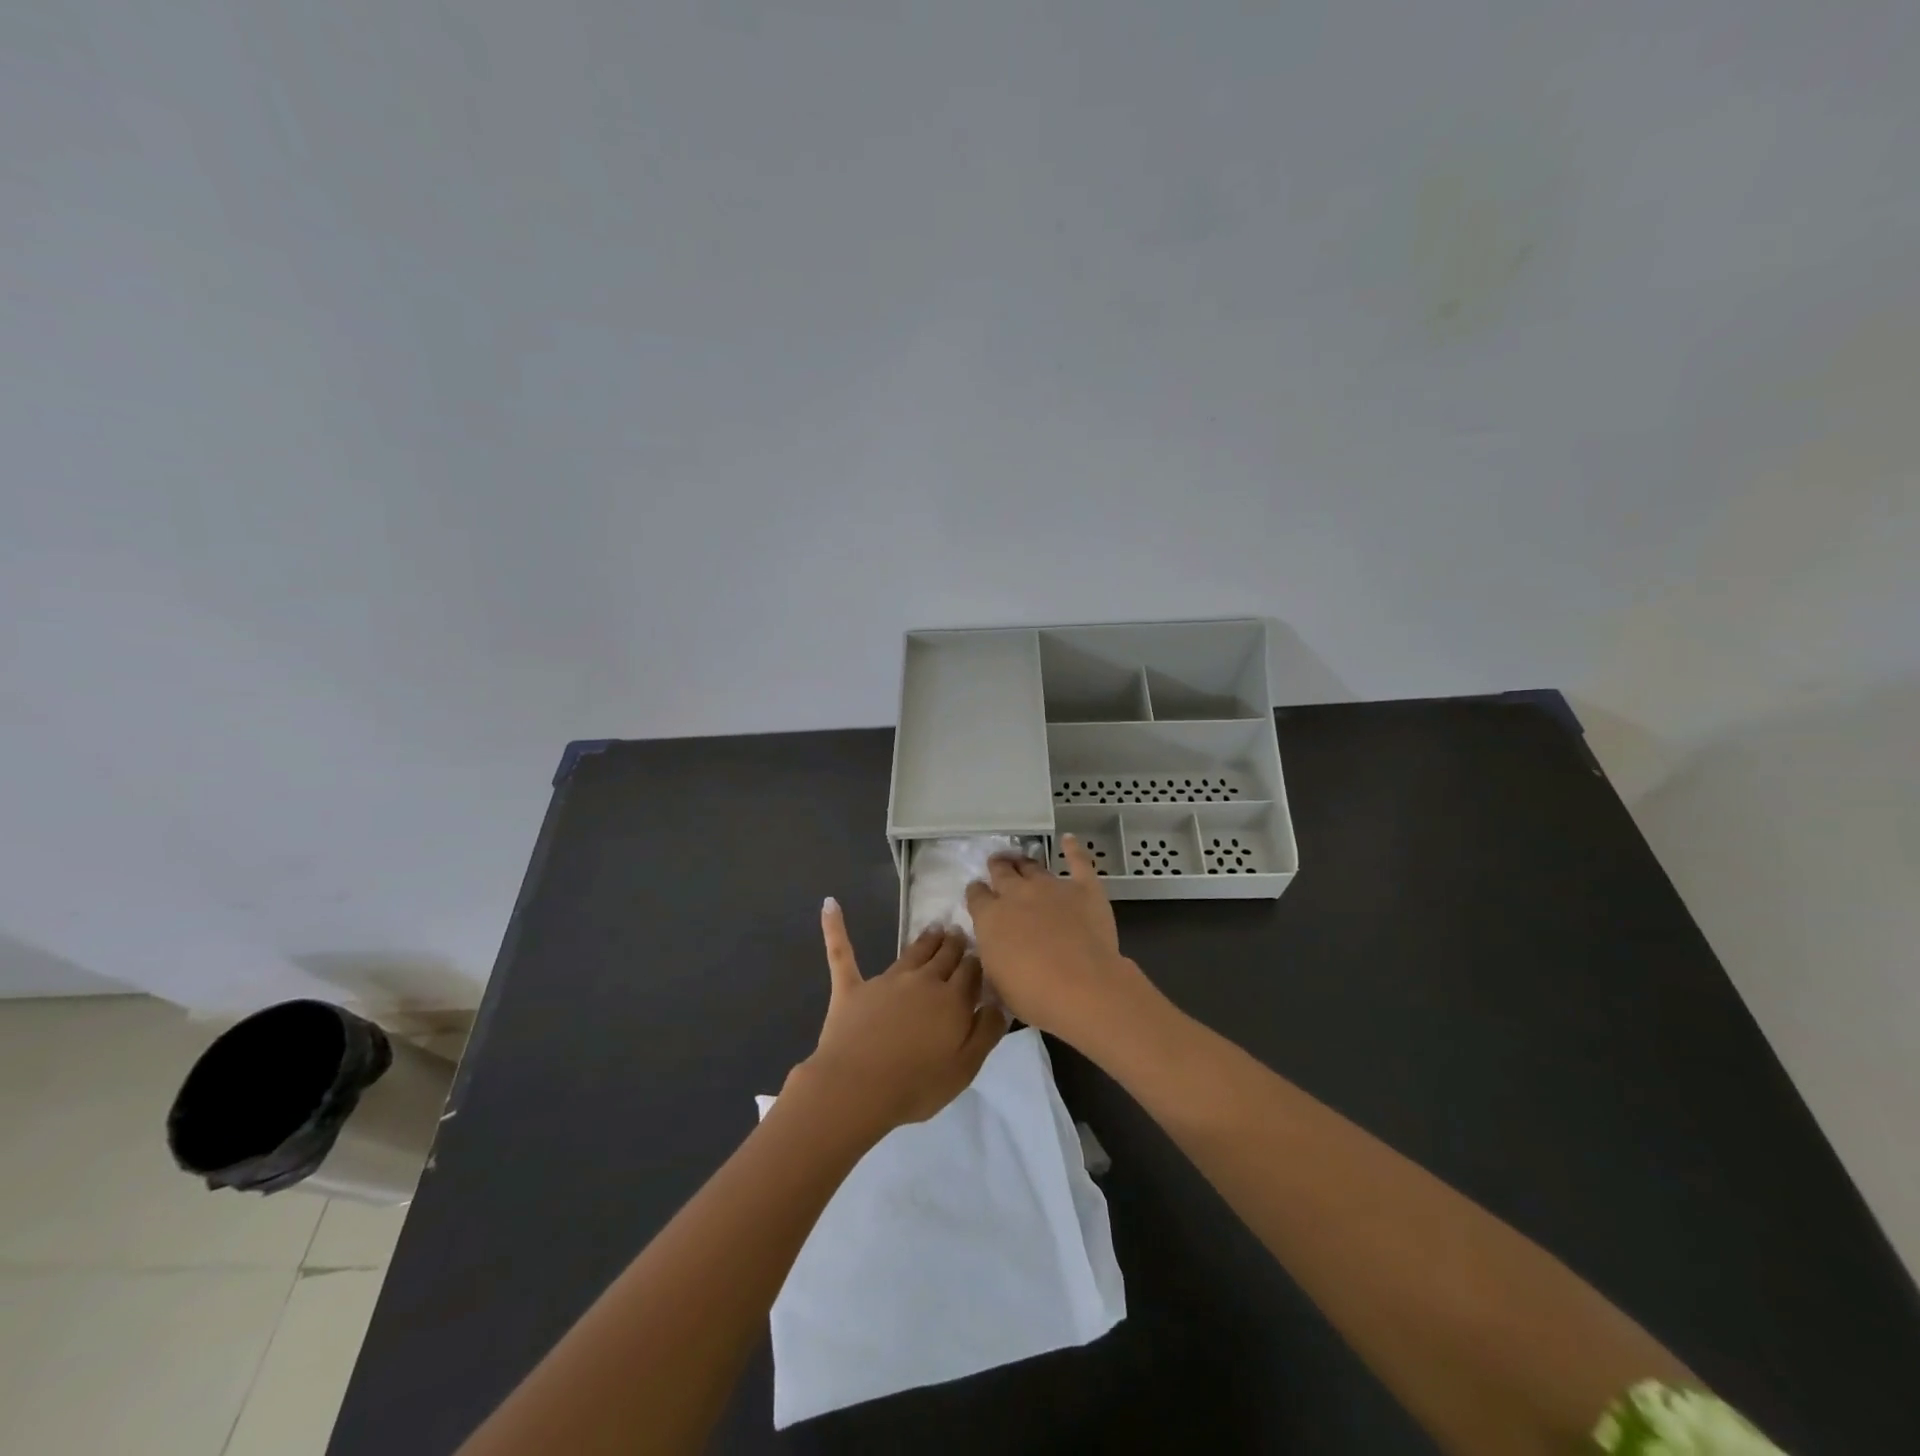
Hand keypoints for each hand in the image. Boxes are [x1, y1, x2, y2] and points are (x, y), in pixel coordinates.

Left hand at [793, 899, 1006, 1135]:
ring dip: (926, 939)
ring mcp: (886, 981)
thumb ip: (986, 1031)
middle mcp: (922, 981)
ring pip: (912, 952)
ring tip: (935, 927)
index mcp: (952, 1000)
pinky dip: (835, 927)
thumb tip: (998, 1002)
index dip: (977, 962)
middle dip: (954, 944)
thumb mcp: (966, 1067)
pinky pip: (842, 952)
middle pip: (944, 956)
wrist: (857, 1088)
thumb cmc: (916, 1084)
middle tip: (959, 932)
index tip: (981, 953)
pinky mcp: (852, 988)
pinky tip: (829, 904)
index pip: (971, 972)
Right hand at [965, 835, 1154, 1044]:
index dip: (976, 893)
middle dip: (997, 867)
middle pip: (1002, 872)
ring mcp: (1051, 887)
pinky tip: (1069, 840)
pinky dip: (1073, 849)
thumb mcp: (998, 983)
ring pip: (1033, 867)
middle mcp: (1017, 894)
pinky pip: (1078, 862)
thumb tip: (993, 951)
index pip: (976, 896)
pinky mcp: (1084, 889)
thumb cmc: (1034, 995)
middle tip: (996, 865)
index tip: (977, 894)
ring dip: (1024, 863)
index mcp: (991, 918)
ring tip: (1021, 859)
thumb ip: (993, 959)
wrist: (1083, 987)